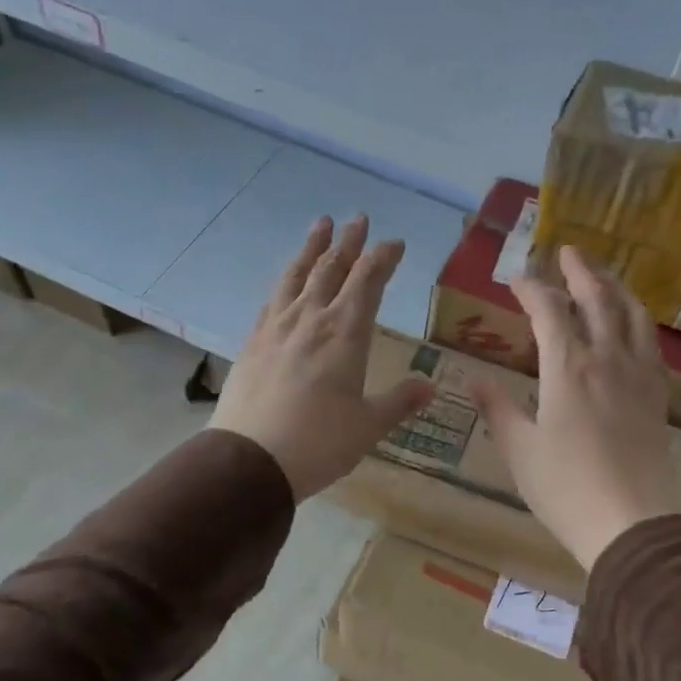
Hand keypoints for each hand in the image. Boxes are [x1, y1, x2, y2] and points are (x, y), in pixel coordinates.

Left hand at [211, 215, 434, 499]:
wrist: (250, 460)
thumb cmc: (319, 443)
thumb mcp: (368, 426)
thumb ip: (399, 402)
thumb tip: (430, 387)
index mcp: (345, 333)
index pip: (368, 281)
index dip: (383, 258)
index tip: (395, 243)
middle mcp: (310, 319)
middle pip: (331, 268)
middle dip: (349, 242)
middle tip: (358, 219)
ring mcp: (276, 327)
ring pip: (297, 275)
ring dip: (312, 248)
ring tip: (321, 225)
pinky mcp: (253, 342)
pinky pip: (273, 298)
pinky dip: (286, 280)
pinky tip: (287, 281)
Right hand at [470, 246, 680, 568]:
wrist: (631, 522)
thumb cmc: (565, 487)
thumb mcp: (519, 449)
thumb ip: (496, 408)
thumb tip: (471, 379)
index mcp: (568, 367)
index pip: (549, 311)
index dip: (531, 290)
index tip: (515, 280)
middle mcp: (607, 359)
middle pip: (598, 299)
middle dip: (581, 272)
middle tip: (567, 252)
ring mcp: (638, 375)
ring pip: (632, 315)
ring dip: (616, 288)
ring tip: (604, 277)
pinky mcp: (657, 395)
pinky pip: (650, 344)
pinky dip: (639, 321)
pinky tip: (633, 326)